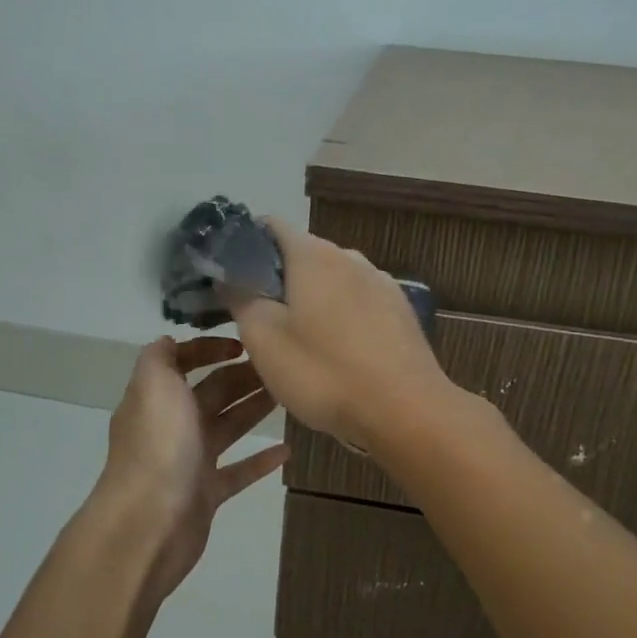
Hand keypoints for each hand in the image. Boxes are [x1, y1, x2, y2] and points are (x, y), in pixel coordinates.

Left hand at [90, 336, 286, 603]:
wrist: (148, 524)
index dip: (208, 349)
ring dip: (254, 409)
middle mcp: (171, 426)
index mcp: (156, 397)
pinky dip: (260, 460)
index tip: (244, 344)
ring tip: (288, 394)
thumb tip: (170, 340)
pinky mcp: (206, 493)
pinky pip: (238, 471)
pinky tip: (287, 450)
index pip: (182, 362)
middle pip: (212, 393)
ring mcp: (189, 461)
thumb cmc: (158, 446)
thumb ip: (160, 357)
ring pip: (228, 427)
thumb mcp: (153, 385)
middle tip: (281, 366)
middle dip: (242, 376)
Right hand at [226, 218, 454, 453]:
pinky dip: (340, 316)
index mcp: (314, 255)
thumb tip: (229, 274)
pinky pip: (358, 303)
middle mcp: (350, 257)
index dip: (245, 244)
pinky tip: (337, 352)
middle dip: (278, 278)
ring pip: (332, 280)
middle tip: (257, 317)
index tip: (230, 276)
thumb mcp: (264, 340)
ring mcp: (381, 283)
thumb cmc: (325, 372)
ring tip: (298, 340)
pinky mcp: (400, 311)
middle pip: (303, 254)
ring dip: (310, 299)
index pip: (272, 226)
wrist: (407, 411)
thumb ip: (241, 298)